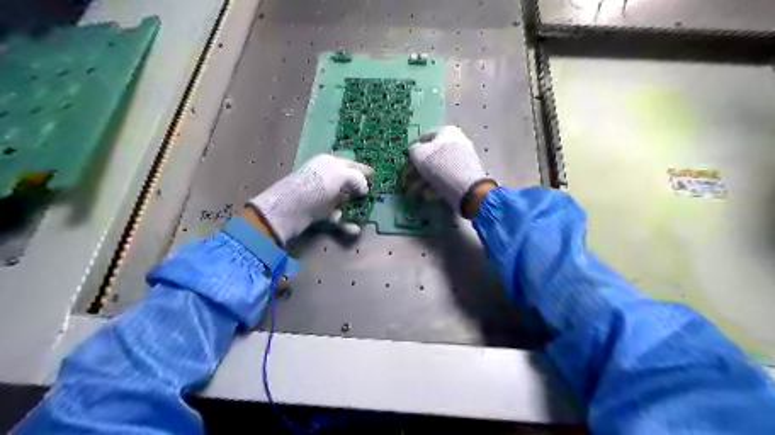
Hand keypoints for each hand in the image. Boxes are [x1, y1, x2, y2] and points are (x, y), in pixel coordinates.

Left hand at [247, 155, 370, 243]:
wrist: (288, 210)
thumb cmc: (316, 187)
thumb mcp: (340, 175)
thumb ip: (357, 178)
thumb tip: (364, 189)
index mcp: (331, 162)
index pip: (353, 164)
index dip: (365, 171)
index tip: (378, 179)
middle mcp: (327, 177)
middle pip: (350, 184)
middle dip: (362, 193)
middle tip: (374, 200)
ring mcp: (322, 195)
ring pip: (345, 201)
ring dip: (355, 210)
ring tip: (365, 217)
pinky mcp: (319, 212)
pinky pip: (337, 216)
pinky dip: (346, 223)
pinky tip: (354, 229)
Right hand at [407, 125, 493, 216]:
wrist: (465, 186)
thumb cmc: (439, 164)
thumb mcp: (418, 153)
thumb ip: (413, 150)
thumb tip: (414, 152)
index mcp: (447, 131)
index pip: (423, 138)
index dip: (412, 150)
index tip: (405, 163)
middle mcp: (457, 141)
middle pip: (431, 155)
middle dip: (417, 169)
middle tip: (407, 179)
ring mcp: (462, 159)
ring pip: (437, 168)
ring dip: (422, 180)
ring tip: (413, 192)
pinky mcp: (465, 175)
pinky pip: (446, 178)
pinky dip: (434, 185)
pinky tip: (426, 194)